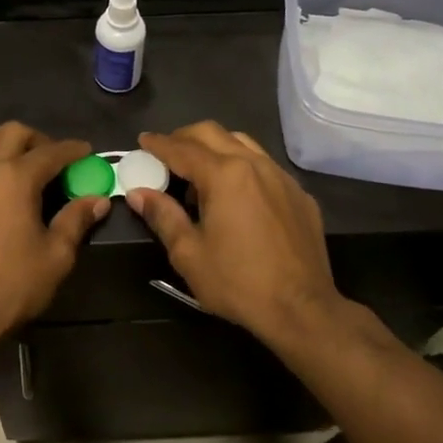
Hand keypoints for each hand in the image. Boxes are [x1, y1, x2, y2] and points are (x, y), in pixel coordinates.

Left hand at [0, 123, 109, 349]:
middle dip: (35, 138)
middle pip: (11, 134)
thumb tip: (97, 199)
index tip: (85, 152)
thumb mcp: (56, 257)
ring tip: (10, 156)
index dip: (72, 150)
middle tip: (50, 157)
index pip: (51, 153)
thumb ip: (76, 221)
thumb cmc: (12, 286)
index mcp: (17, 179)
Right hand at [126, 122, 344, 341]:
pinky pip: (265, 166)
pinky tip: (237, 195)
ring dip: (215, 148)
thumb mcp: (189, 254)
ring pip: (243, 143)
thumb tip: (139, 193)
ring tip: (200, 173)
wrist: (302, 309)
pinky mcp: (300, 195)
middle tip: (167, 152)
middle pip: (213, 134)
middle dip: (185, 137)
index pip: (182, 149)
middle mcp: (254, 164)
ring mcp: (282, 177)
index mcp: (224, 175)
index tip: (143, 140)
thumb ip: (163, 216)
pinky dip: (242, 167)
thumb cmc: (238, 282)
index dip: (159, 144)